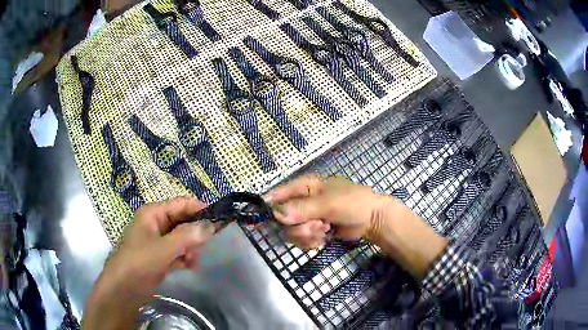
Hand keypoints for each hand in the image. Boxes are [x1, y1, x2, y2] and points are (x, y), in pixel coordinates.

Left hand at [83, 197, 215, 329]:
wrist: (124, 289)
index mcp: (153, 213)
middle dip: (195, 233)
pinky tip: (189, 266)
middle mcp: (156, 223)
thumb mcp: (163, 249)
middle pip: (182, 221)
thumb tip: (211, 225)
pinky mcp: (160, 255)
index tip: (218, 219)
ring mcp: (158, 240)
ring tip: (193, 260)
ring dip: (191, 247)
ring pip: (182, 237)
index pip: (181, 204)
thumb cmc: (139, 262)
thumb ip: (187, 236)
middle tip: (203, 246)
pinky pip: (178, 251)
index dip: (199, 209)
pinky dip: (185, 257)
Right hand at [269, 175, 446, 277]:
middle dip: (299, 227)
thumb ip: (304, 209)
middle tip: (318, 226)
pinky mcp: (313, 231)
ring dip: (306, 235)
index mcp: (305, 187)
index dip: (271, 206)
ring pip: (291, 231)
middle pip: (283, 219)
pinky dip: (310, 242)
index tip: (264, 219)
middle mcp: (302, 202)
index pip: (279, 193)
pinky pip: (301, 240)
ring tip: (324, 231)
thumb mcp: (330, 203)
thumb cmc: (353, 203)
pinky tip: (323, 239)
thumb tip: (277, 214)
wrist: (372, 220)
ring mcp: (307, 218)